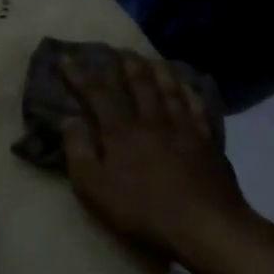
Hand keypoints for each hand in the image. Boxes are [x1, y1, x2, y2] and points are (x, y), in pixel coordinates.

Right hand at [59, 50, 255, 263]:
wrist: (205, 224)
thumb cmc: (142, 210)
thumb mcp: (95, 188)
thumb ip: (78, 151)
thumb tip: (70, 118)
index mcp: (121, 130)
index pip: (97, 93)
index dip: (79, 74)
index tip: (66, 58)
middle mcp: (152, 119)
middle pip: (138, 82)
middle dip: (123, 62)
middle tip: (114, 49)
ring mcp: (184, 127)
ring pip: (169, 87)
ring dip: (156, 68)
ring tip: (148, 57)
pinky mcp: (207, 140)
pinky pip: (197, 105)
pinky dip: (189, 89)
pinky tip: (187, 84)